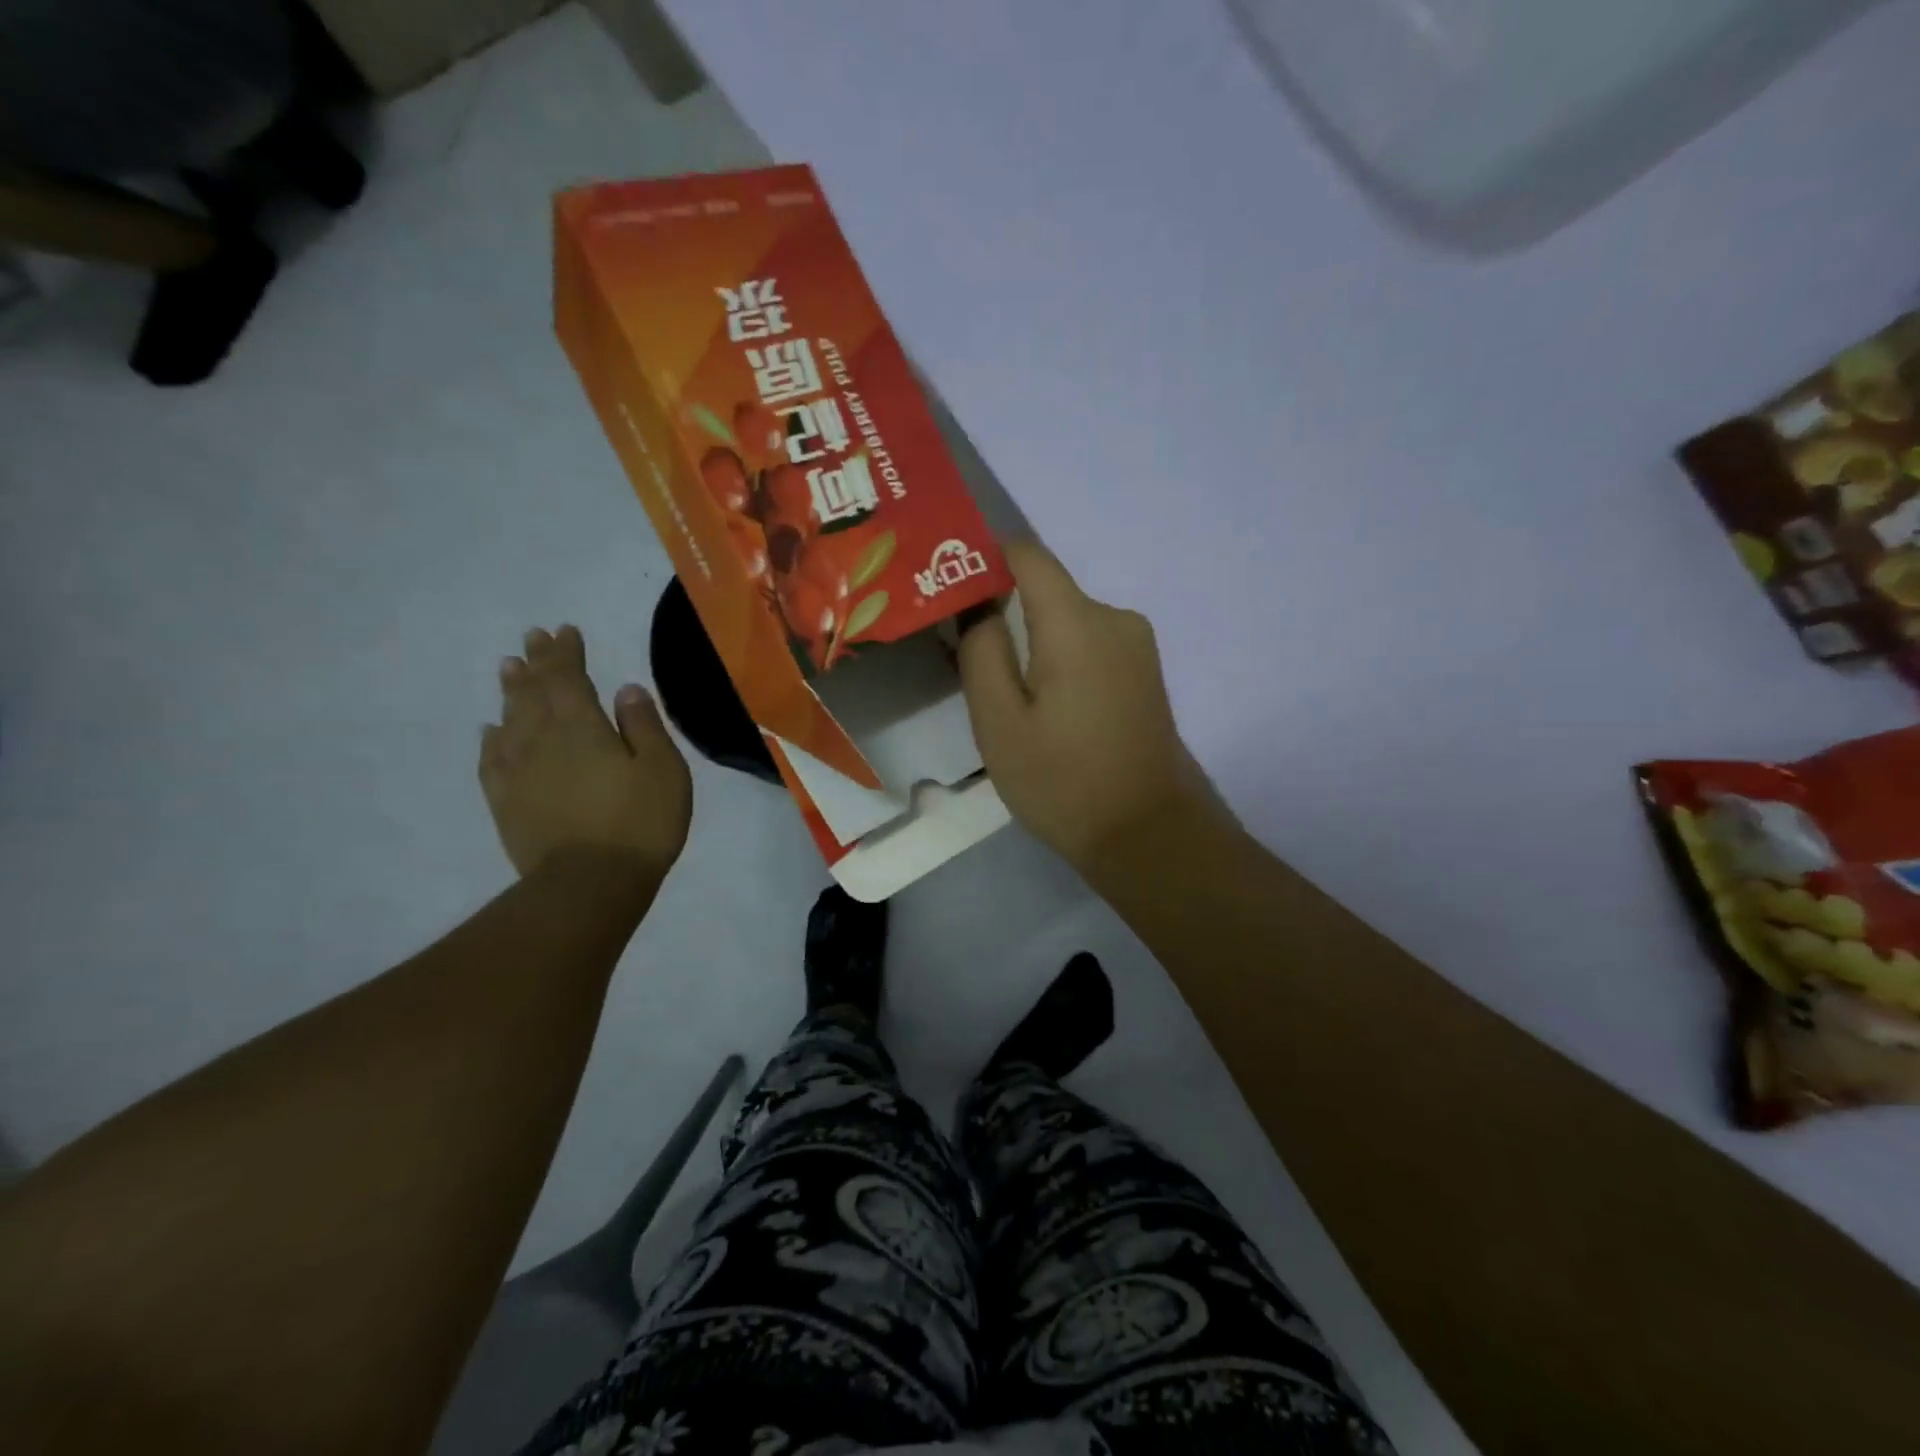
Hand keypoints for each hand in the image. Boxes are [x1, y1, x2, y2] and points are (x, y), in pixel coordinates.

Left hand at [479, 625, 691, 879]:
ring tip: (509, 668)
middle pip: (535, 693)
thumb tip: (625, 689)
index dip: (566, 652)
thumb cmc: (639, 823)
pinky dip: (492, 738)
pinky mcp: (506, 802)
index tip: (564, 630)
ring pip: (510, 719)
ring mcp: (519, 772)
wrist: (589, 884)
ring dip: (511, 691)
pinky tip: (492, 729)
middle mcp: (543, 740)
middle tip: (532, 639)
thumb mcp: (663, 770)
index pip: (569, 678)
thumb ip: (643, 726)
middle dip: (535, 663)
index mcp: (584, 728)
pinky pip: (492, 759)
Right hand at [959, 540, 1215, 875]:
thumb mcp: (1000, 723)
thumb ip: (982, 652)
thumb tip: (977, 604)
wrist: (1149, 833)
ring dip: (1031, 640)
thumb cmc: (1064, 781)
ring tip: (1000, 690)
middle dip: (1002, 610)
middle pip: (1046, 591)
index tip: (949, 583)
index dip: (985, 557)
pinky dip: (1058, 658)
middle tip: (962, 653)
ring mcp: (1137, 645)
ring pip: (1067, 621)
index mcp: (1077, 621)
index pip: (1026, 554)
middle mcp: (1114, 617)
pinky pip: (1089, 644)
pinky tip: (1042, 704)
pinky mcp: (1144, 672)